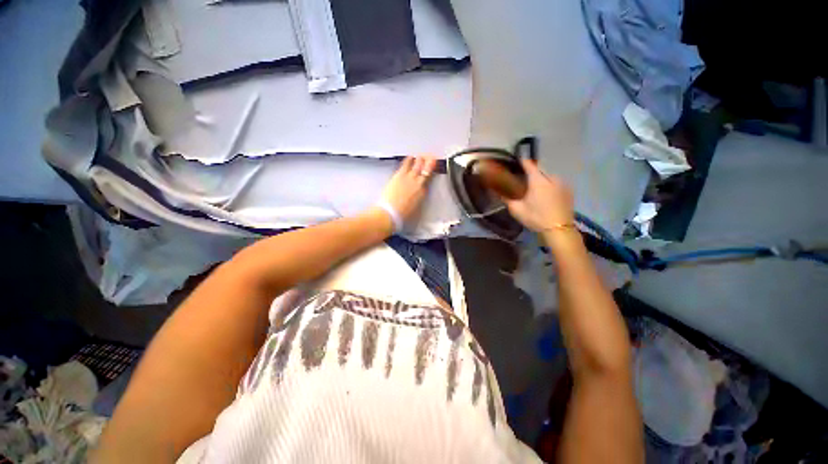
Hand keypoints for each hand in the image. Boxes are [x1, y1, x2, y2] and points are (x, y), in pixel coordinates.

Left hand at [378, 155, 436, 221]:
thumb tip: (419, 195)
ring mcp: (409, 178)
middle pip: (426, 170)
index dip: (431, 174)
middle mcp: (418, 183)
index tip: (432, 171)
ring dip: (421, 160)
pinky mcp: (400, 175)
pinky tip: (411, 157)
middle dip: (430, 163)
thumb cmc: (402, 214)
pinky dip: (409, 160)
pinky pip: (406, 164)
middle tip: (431, 158)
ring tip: (422, 156)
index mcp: (422, 193)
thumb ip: (418, 200)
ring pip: (418, 165)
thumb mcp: (416, 209)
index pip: (428, 181)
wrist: (390, 212)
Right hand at [503, 159, 574, 232]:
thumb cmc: (536, 217)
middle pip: (540, 170)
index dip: (523, 162)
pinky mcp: (569, 191)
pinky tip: (547, 194)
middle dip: (533, 171)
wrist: (559, 229)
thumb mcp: (517, 210)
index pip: (530, 165)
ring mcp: (562, 184)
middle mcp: (551, 178)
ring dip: (542, 178)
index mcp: (538, 180)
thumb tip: (500, 194)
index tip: (519, 161)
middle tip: (525, 179)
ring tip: (537, 187)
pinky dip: (551, 185)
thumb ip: (508, 200)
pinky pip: (557, 183)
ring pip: (549, 176)